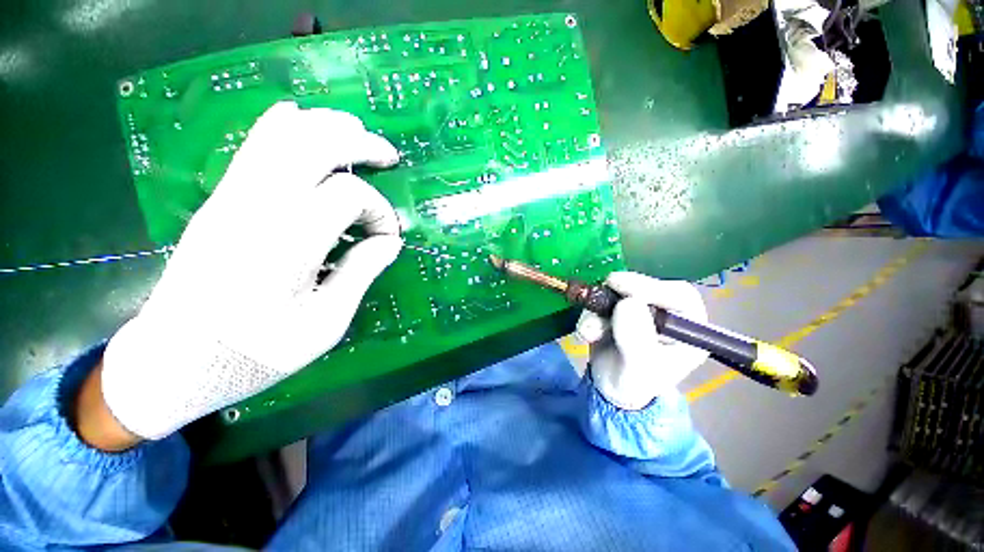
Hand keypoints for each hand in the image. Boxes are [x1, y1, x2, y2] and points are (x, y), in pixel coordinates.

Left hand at [90, 102, 403, 444]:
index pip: (347, 195)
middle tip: (388, 157)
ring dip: (327, 126)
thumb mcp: (326, 325)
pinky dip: (283, 125)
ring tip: (357, 132)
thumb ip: (361, 273)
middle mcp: (257, 209)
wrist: (173, 361)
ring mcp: (232, 199)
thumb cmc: (256, 353)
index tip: (386, 239)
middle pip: (313, 144)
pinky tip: (300, 118)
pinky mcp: (220, 201)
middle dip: (359, 143)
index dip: (379, 211)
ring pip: (282, 135)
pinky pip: (254, 146)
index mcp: (287, 245)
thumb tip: (390, 241)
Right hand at [575, 272, 709, 409]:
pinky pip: (600, 303)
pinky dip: (589, 316)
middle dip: (621, 294)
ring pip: (618, 295)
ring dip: (598, 311)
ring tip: (589, 333)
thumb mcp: (640, 367)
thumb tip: (627, 303)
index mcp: (688, 329)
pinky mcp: (616, 310)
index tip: (621, 284)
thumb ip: (636, 338)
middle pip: (647, 288)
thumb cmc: (635, 384)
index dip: (652, 287)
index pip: (679, 296)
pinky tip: (585, 335)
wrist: (610, 391)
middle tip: (605, 290)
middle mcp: (666, 314)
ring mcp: (639, 310)